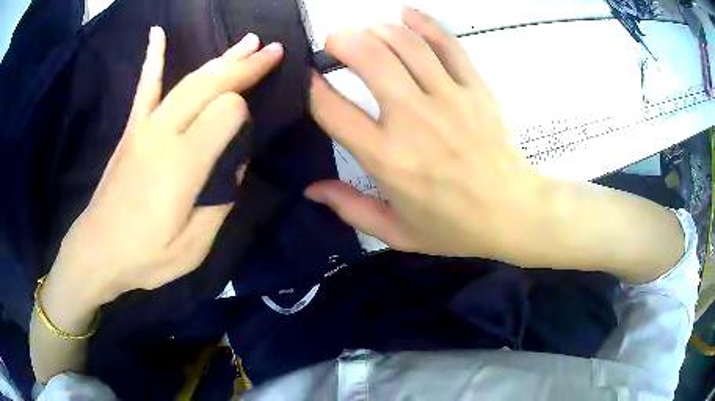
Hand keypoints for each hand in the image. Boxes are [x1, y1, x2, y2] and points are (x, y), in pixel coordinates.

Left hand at [46, 27, 283, 307]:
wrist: (97, 252)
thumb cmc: (144, 257)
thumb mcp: (193, 248)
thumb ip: (220, 202)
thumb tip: (235, 162)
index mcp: (182, 164)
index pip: (227, 112)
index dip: (245, 112)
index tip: (248, 133)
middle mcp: (163, 133)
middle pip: (211, 84)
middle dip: (246, 65)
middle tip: (274, 51)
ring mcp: (144, 127)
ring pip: (189, 80)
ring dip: (221, 58)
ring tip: (249, 42)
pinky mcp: (131, 129)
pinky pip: (144, 86)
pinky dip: (153, 56)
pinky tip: (157, 32)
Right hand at [306, 8, 551, 262]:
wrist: (512, 213)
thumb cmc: (453, 227)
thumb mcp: (396, 232)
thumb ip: (349, 209)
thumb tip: (310, 189)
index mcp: (387, 158)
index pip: (332, 109)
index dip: (311, 87)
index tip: (307, 78)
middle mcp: (413, 119)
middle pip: (369, 58)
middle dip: (342, 40)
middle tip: (334, 42)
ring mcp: (449, 98)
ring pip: (406, 43)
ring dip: (377, 28)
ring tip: (366, 30)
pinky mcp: (476, 88)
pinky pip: (448, 44)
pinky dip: (424, 22)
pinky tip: (406, 13)